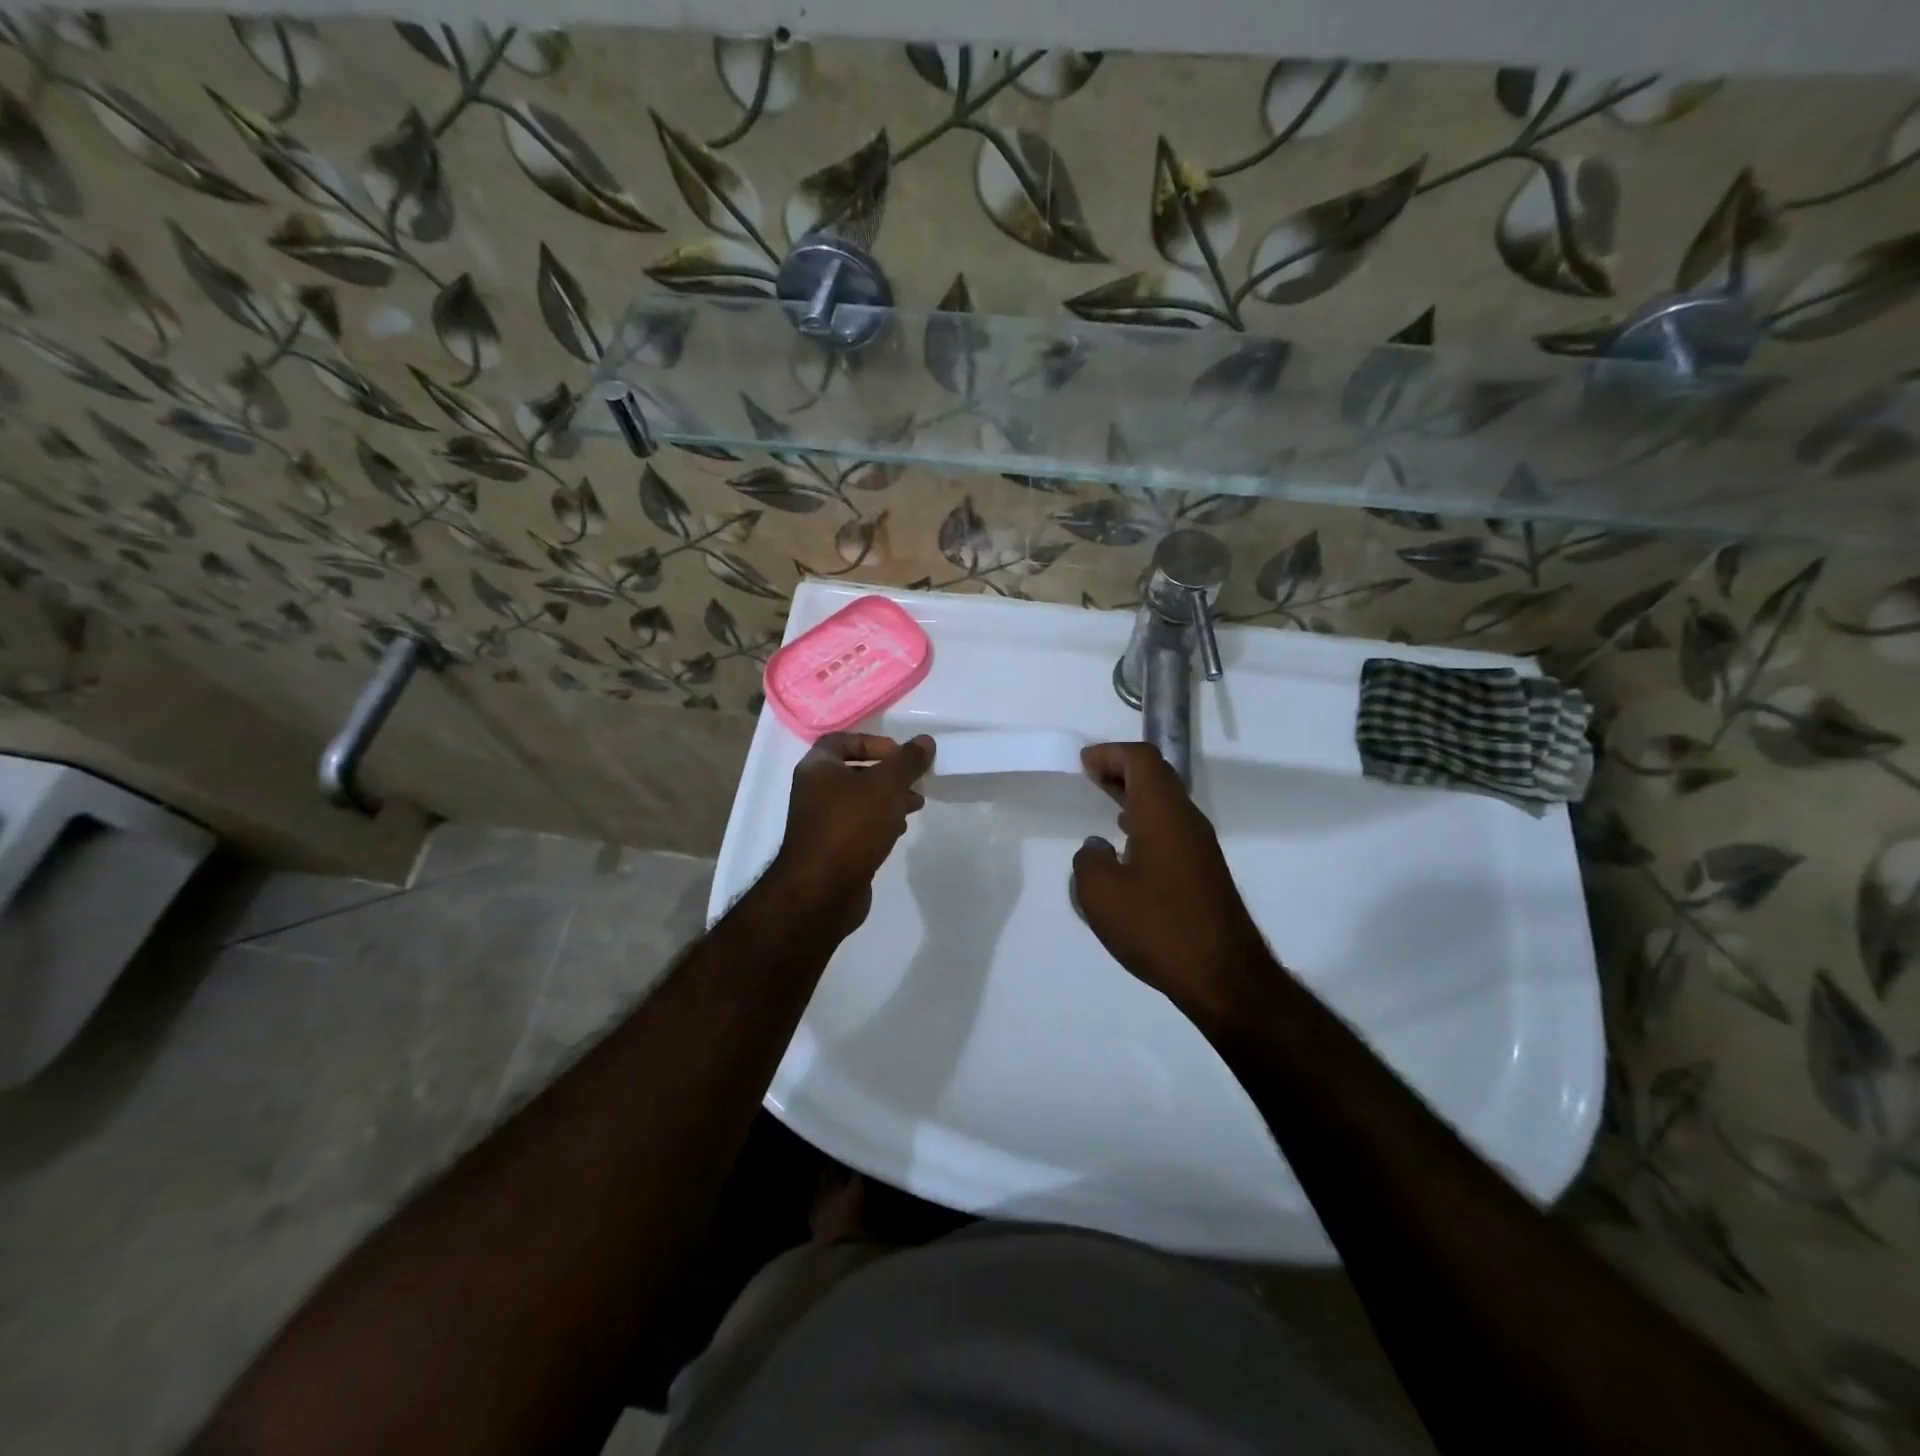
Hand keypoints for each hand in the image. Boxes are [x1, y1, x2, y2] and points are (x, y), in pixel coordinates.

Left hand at [772, 732, 933, 933]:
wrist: (822, 890)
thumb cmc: (851, 826)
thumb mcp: (886, 786)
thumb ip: (907, 761)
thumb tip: (925, 741)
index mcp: (817, 768)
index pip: (842, 740)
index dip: (872, 741)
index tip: (899, 754)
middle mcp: (814, 791)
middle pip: (855, 771)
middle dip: (888, 774)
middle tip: (915, 781)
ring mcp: (821, 822)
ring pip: (860, 801)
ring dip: (888, 799)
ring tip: (916, 805)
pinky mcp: (832, 849)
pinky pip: (859, 826)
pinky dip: (880, 822)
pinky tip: (899, 830)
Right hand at [1072, 742, 1273, 1022]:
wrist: (1224, 977)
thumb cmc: (1159, 927)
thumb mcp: (1101, 895)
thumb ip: (1089, 862)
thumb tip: (1096, 848)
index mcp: (1163, 814)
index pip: (1142, 760)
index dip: (1110, 753)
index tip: (1082, 763)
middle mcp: (1187, 821)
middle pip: (1157, 776)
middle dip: (1122, 770)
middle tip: (1090, 776)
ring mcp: (1200, 847)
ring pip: (1166, 802)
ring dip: (1134, 796)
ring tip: (1104, 804)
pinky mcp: (1204, 872)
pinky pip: (1172, 828)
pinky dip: (1146, 821)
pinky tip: (1128, 847)